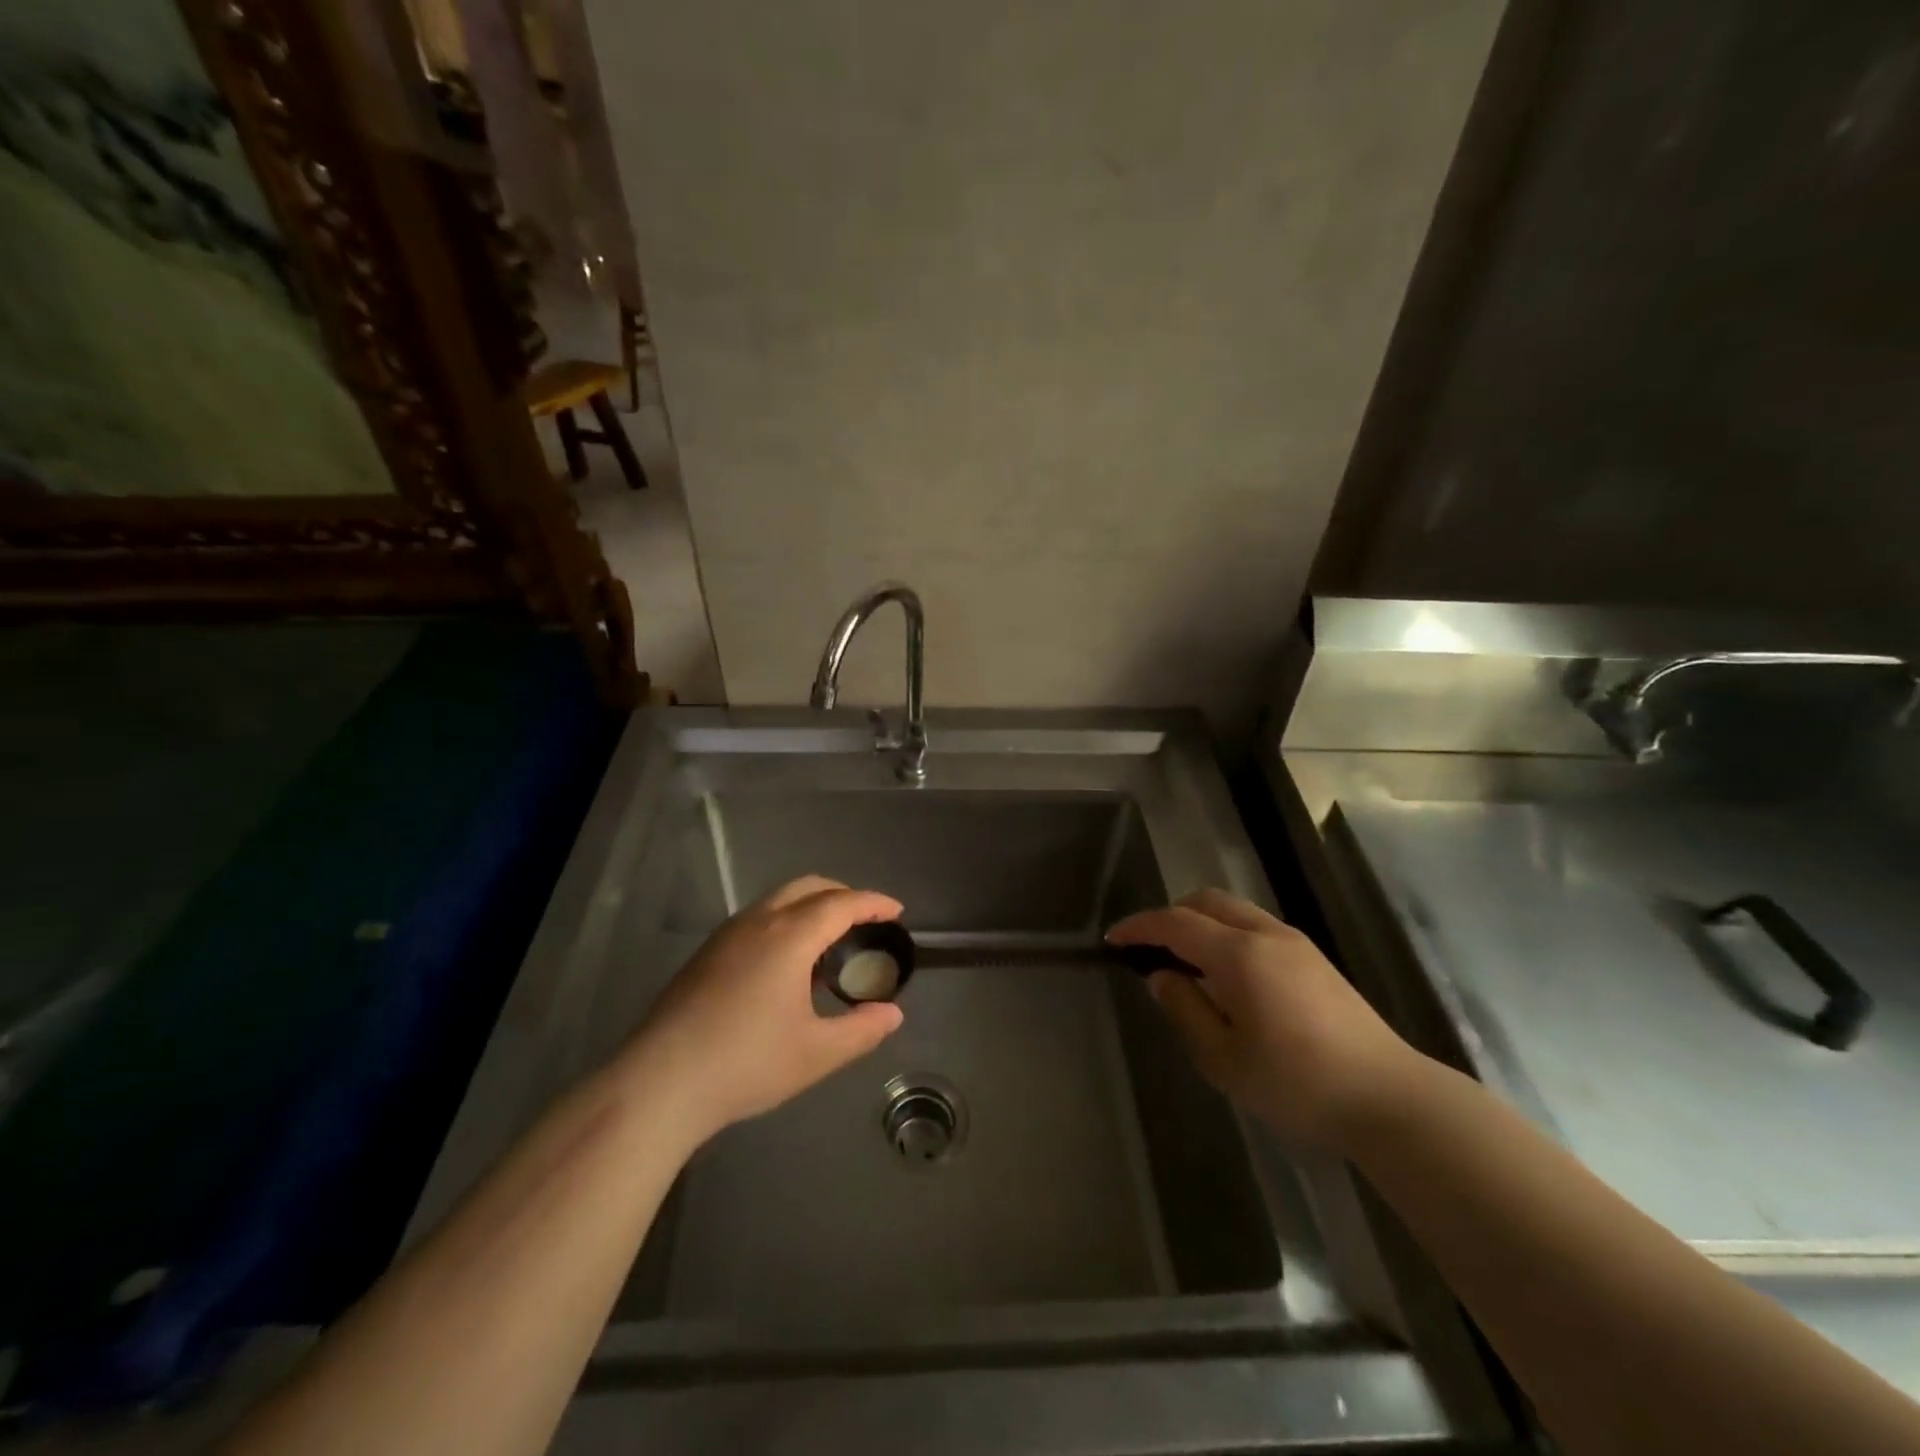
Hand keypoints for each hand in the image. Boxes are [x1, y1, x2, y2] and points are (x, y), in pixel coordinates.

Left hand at [625, 876, 905, 1142]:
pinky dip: (786, 922)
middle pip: (809, 887)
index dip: (873, 903)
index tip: (896, 911)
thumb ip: (862, 1030)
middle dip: (843, 894)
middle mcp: (759, 922)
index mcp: (789, 936)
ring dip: (811, 907)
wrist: (660, 1083)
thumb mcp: (817, 1053)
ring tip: (829, 943)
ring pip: (779, 900)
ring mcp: (727, 935)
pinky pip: (758, 919)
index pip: (841, 903)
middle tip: (866, 920)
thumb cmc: (747, 1063)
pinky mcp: (707, 954)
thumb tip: (892, 1015)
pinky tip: (787, 966)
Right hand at [1108, 889, 1420, 1148]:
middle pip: (1207, 902)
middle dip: (1171, 915)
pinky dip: (1228, 935)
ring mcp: (1297, 944)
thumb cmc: (1298, 1085)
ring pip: (1235, 911)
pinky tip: (1228, 976)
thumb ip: (1185, 1010)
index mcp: (1240, 955)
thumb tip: (1162, 976)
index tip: (1113, 939)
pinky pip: (1257, 927)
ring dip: (1201, 923)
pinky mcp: (1316, 960)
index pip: (1176, 923)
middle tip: (1150, 949)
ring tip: (1186, 964)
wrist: (1391, 1100)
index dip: (1140, 927)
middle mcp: (1268, 934)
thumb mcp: (1224, 1059)